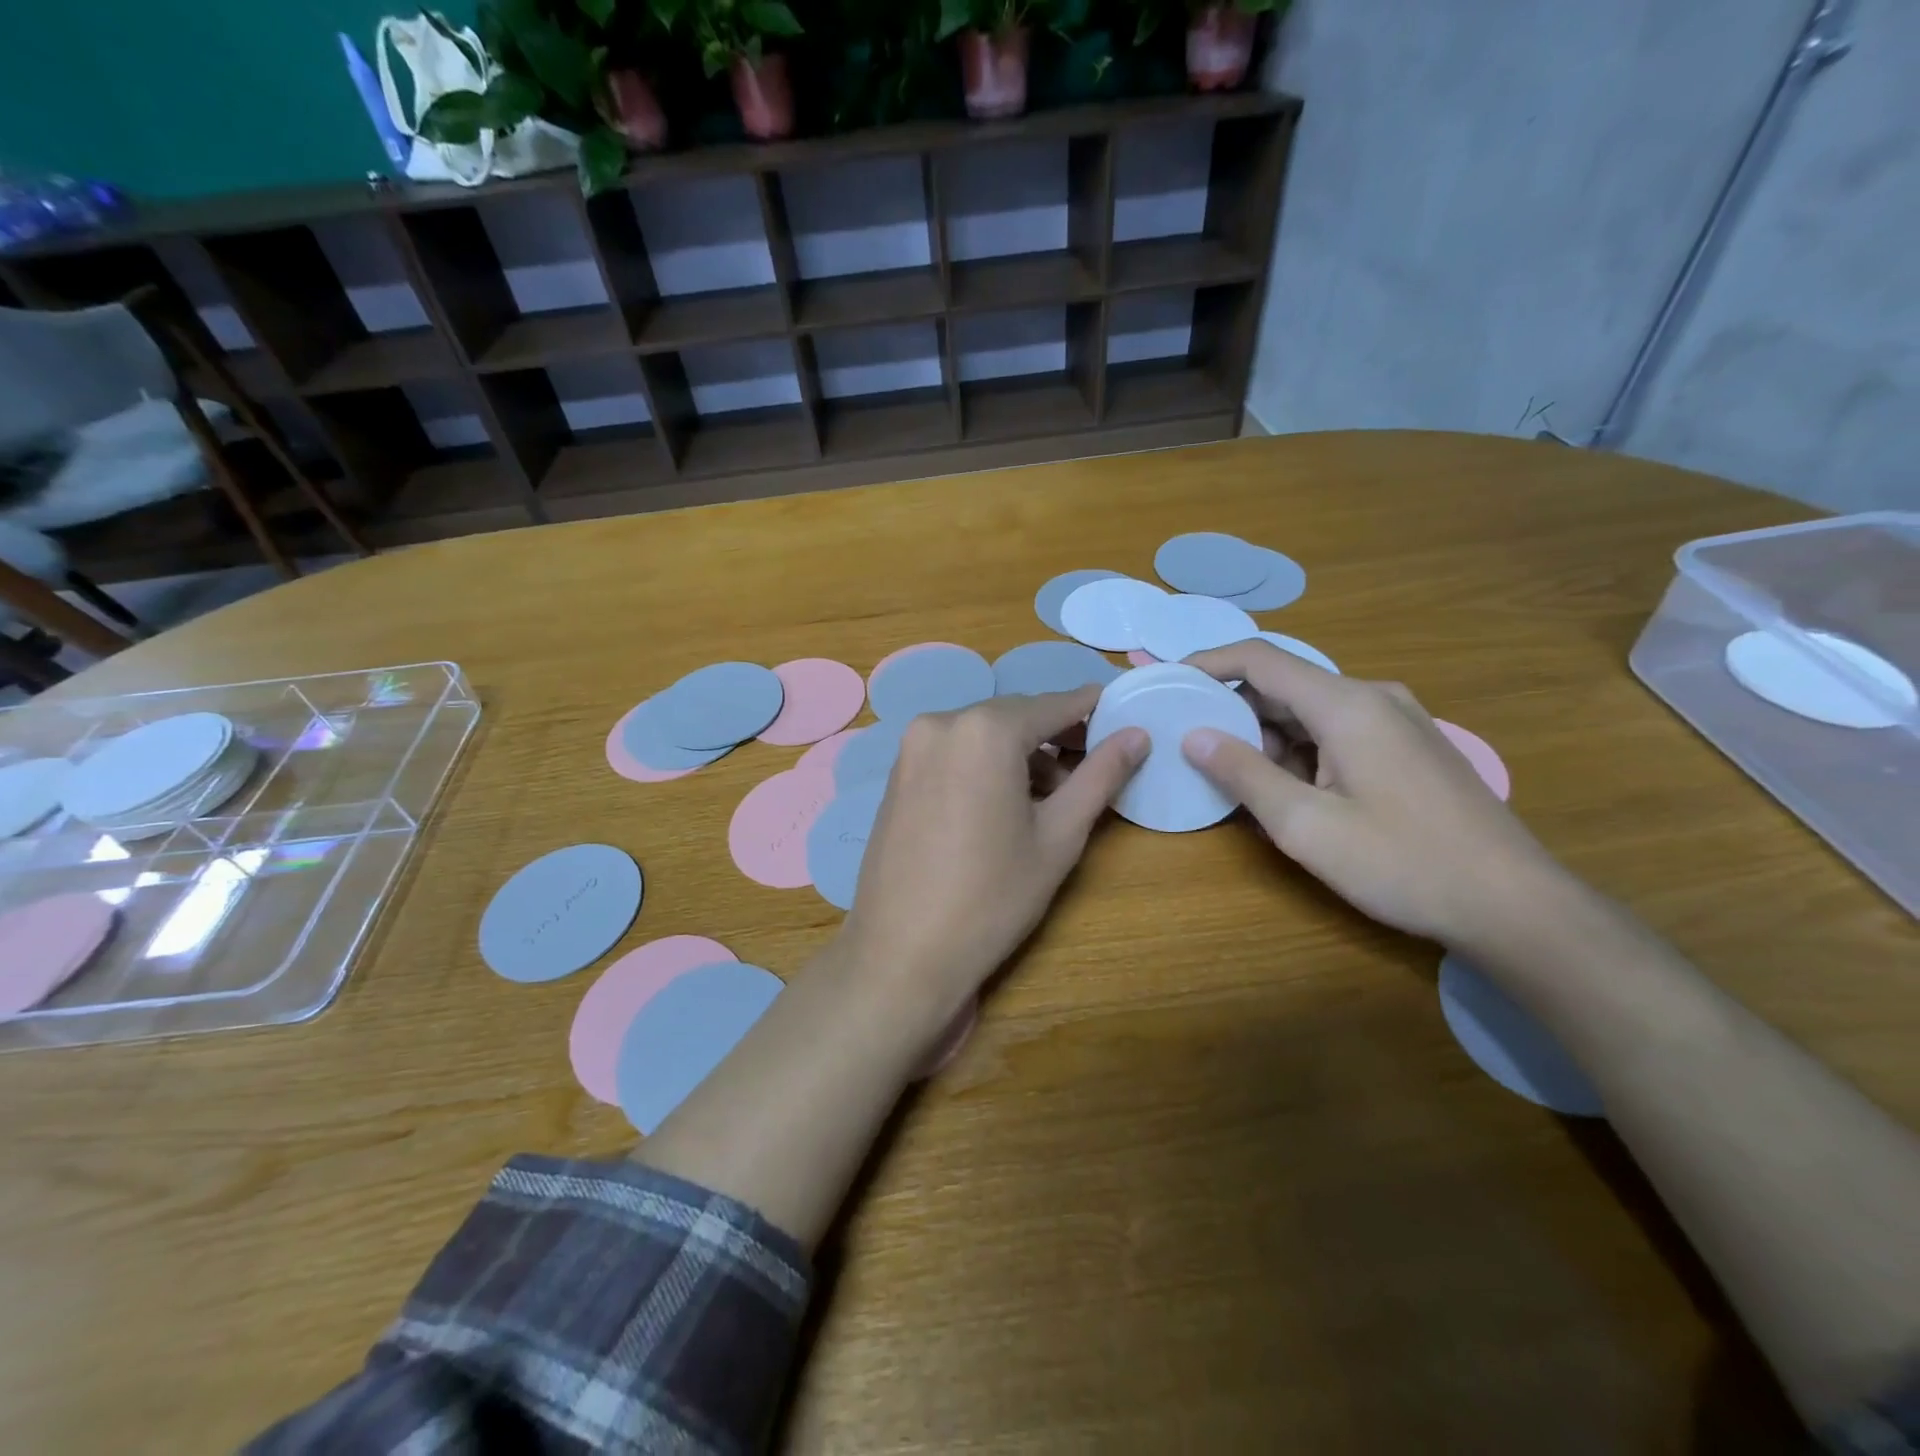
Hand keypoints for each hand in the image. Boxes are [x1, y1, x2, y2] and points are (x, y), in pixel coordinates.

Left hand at [838, 689, 1147, 1031]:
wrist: (901, 952)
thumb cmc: (992, 897)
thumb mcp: (1059, 836)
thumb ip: (1100, 776)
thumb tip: (1138, 735)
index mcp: (984, 730)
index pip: (1051, 706)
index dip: (1090, 709)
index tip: (1120, 711)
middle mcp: (941, 723)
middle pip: (1014, 717)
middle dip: (1055, 736)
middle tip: (1092, 767)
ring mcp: (911, 749)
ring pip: (982, 735)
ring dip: (1020, 754)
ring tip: (1053, 797)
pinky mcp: (897, 775)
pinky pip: (953, 753)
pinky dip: (985, 765)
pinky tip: (1004, 804)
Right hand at [1180, 641, 1566, 948]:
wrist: (1515, 904)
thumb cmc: (1402, 863)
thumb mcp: (1305, 825)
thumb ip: (1244, 774)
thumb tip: (1193, 735)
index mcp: (1346, 705)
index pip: (1260, 660)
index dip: (1208, 663)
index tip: (1169, 682)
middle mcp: (1374, 698)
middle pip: (1285, 686)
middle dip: (1236, 714)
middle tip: (1197, 752)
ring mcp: (1399, 721)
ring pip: (1311, 713)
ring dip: (1270, 741)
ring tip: (1243, 786)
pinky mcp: (1411, 747)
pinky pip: (1338, 733)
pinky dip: (1303, 754)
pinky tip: (1294, 797)